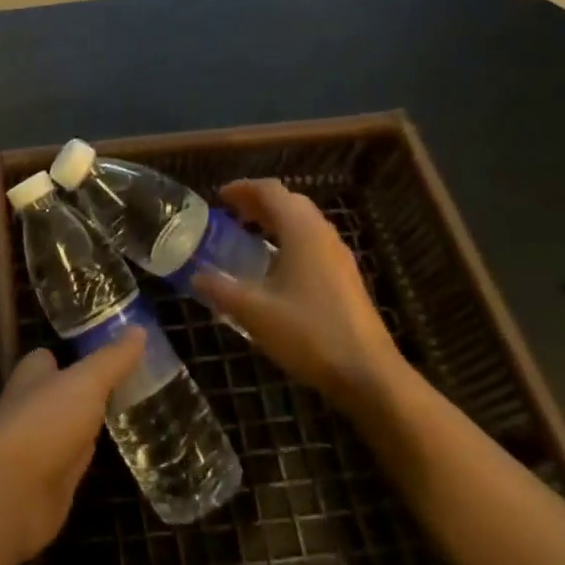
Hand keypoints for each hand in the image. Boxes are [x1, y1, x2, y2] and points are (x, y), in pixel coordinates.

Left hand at [0, 330, 145, 564]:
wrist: (12, 492)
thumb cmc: (45, 421)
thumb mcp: (86, 382)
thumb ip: (112, 360)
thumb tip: (139, 329)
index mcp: (33, 376)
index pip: (49, 358)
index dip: (72, 354)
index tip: (105, 353)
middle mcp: (32, 408)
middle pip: (60, 394)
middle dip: (84, 391)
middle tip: (126, 386)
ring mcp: (38, 448)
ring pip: (67, 430)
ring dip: (87, 427)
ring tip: (127, 418)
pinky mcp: (48, 484)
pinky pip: (72, 465)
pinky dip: (88, 461)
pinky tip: (111, 459)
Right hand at [194, 178, 404, 410]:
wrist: (369, 375)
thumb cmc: (309, 333)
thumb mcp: (253, 311)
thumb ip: (220, 289)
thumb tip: (195, 276)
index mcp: (301, 231)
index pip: (270, 191)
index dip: (242, 188)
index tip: (219, 198)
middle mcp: (323, 235)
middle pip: (290, 202)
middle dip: (259, 202)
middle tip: (232, 215)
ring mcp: (339, 256)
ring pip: (304, 223)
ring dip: (276, 221)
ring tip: (250, 237)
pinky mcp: (347, 278)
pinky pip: (314, 243)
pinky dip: (290, 240)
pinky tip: (276, 268)